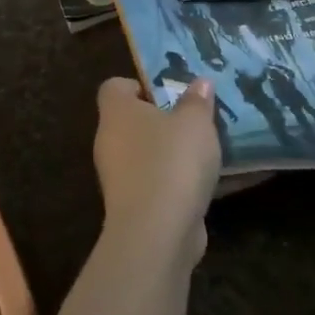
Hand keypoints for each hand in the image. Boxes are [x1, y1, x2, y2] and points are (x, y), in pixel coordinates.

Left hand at [93, 77, 221, 263]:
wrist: (156, 232)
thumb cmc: (172, 161)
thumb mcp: (195, 122)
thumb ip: (197, 100)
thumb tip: (200, 82)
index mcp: (116, 112)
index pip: (114, 86)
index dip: (140, 85)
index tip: (170, 93)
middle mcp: (109, 141)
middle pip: (132, 121)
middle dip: (163, 120)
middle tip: (195, 120)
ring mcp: (117, 177)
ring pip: (144, 154)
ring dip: (170, 153)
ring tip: (205, 151)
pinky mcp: (131, 206)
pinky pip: (154, 183)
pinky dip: (174, 182)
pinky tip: (204, 184)